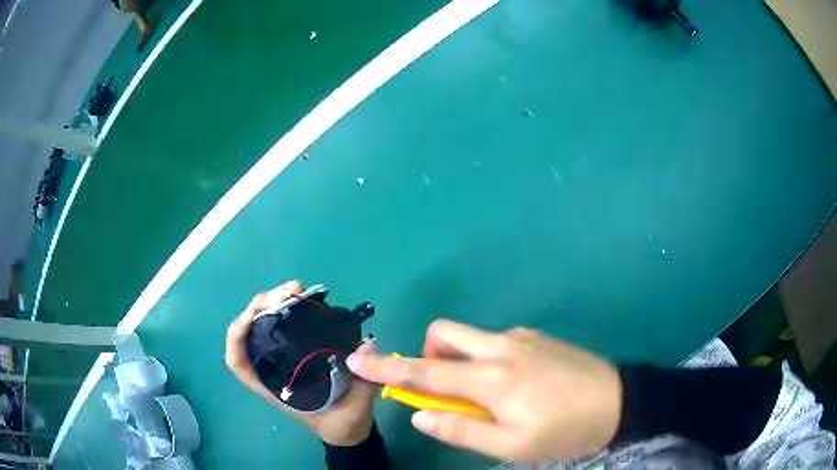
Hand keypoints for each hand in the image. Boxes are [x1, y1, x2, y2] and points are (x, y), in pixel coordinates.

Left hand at [225, 280, 379, 445]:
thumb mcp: (355, 408)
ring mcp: (282, 360)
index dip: (238, 336)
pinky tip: (304, 300)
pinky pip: (283, 327)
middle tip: (287, 292)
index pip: (239, 362)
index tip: (253, 315)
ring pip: (264, 326)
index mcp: (274, 388)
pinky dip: (287, 310)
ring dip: (274, 303)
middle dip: (261, 308)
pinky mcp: (297, 353)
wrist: (349, 430)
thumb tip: (367, 343)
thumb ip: (363, 381)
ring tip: (296, 289)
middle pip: (249, 334)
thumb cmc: (343, 423)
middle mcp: (271, 371)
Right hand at [346, 319, 622, 460]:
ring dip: (461, 362)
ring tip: (487, 396)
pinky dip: (486, 360)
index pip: (425, 372)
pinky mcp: (537, 337)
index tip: (357, 360)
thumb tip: (420, 416)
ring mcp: (522, 337)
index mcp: (493, 378)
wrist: (619, 400)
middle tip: (445, 388)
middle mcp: (502, 347)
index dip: (387, 367)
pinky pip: (496, 342)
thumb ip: (462, 430)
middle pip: (444, 333)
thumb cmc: (564, 430)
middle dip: (429, 355)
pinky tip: (514, 386)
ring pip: (471, 338)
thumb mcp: (512, 446)